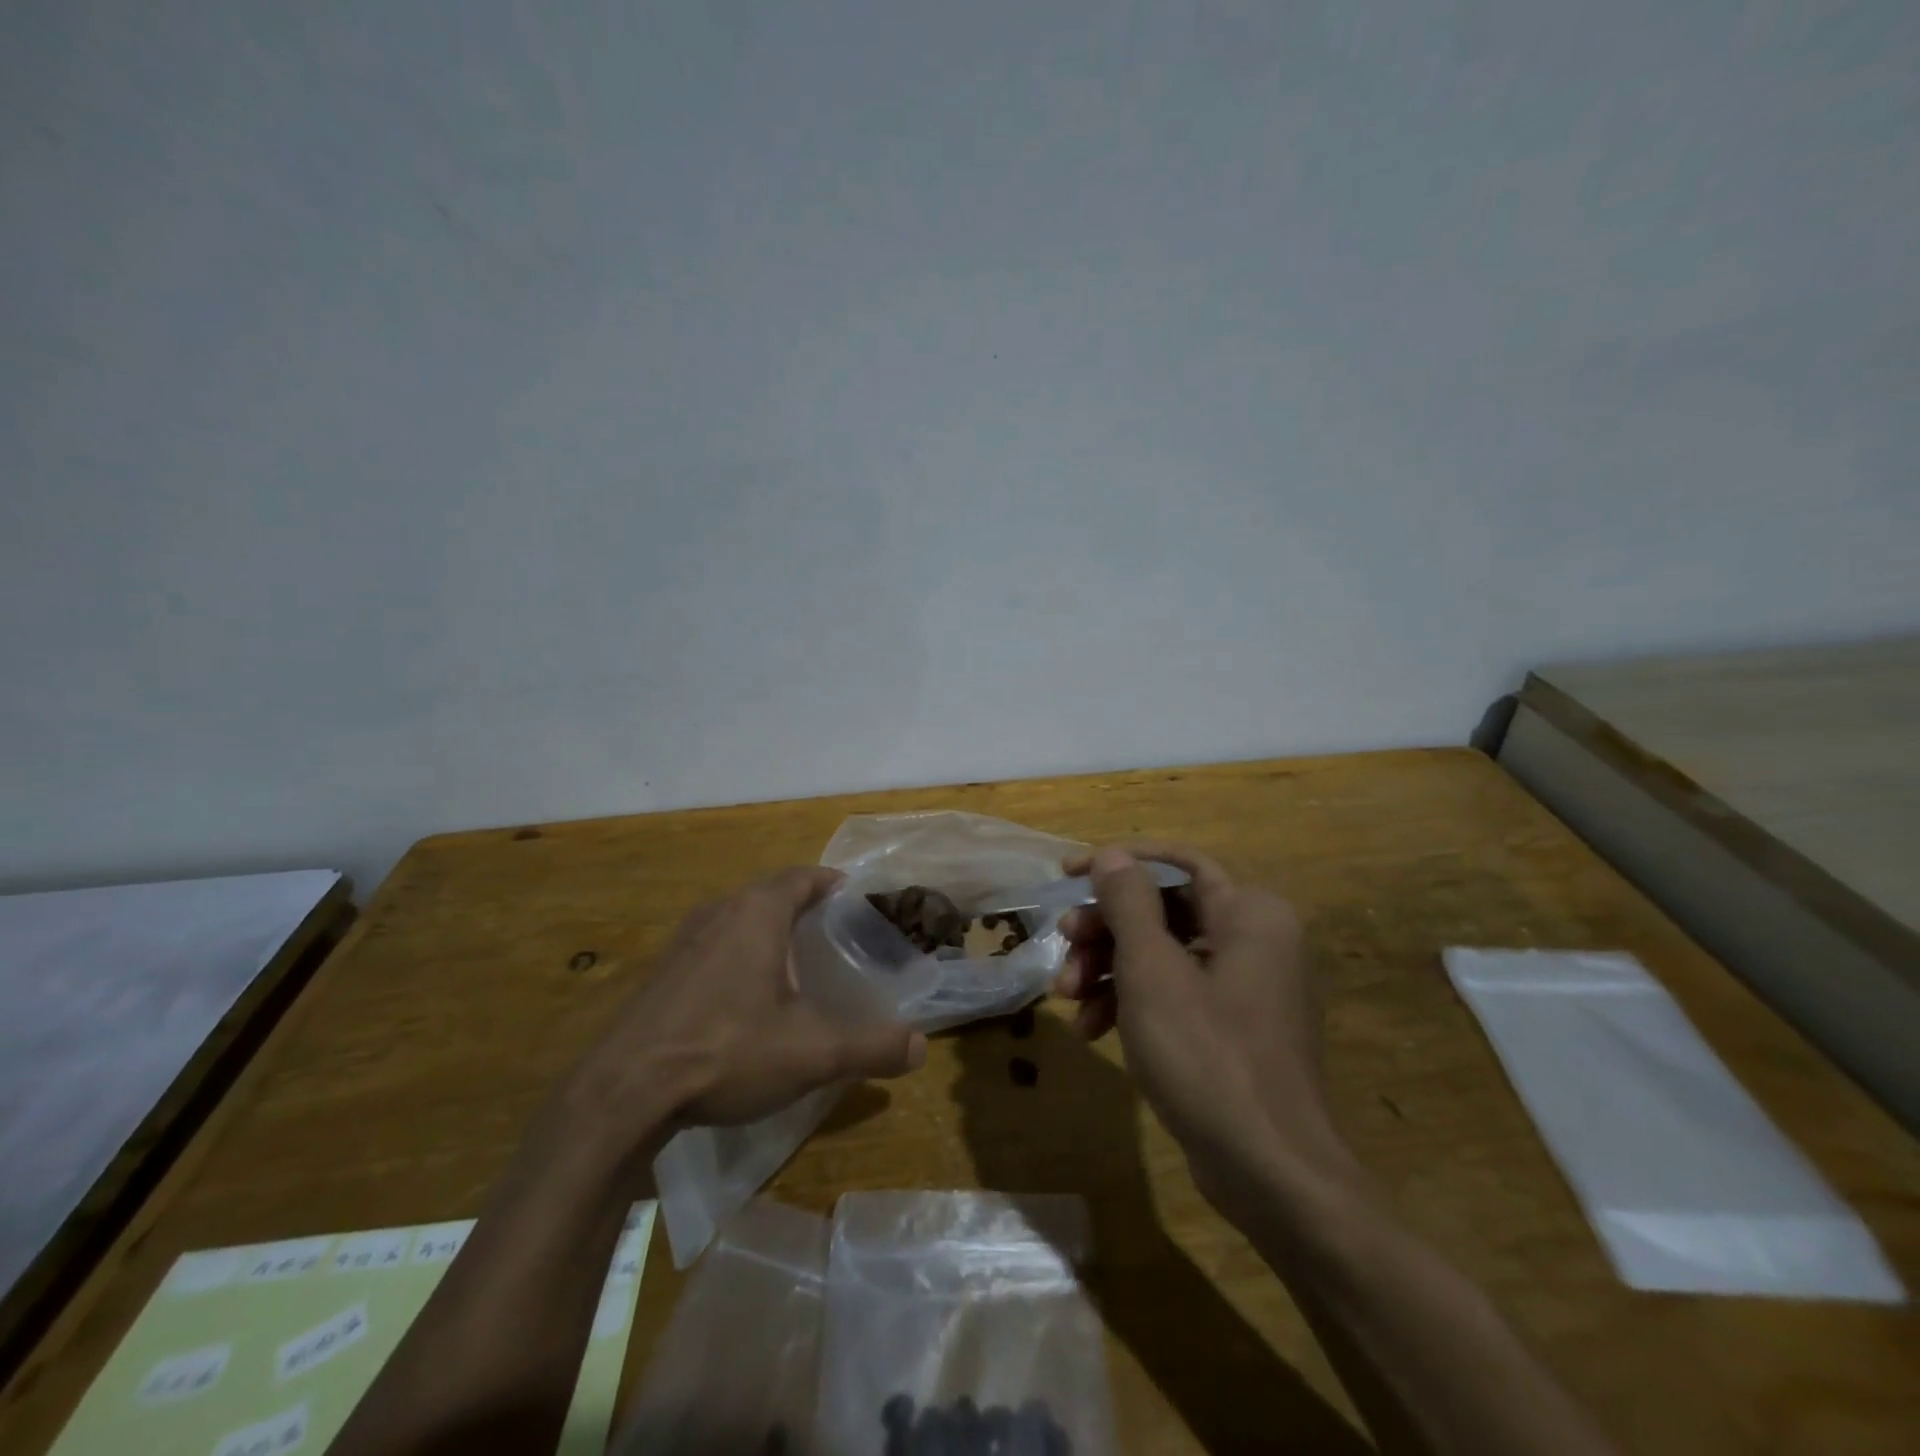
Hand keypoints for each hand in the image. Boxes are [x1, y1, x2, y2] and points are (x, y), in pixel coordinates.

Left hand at [555, 867, 926, 1166]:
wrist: (621, 1092)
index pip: (801, 876)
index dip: (829, 882)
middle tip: (831, 934)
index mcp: (757, 913)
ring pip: (736, 919)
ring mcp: (682, 942)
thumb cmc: (726, 1050)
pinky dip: (736, 956)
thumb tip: (919, 1048)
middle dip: (801, 906)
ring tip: (793, 963)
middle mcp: (718, 912)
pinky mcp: (660, 973)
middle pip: (768, 893)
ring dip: (765, 930)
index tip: (853, 898)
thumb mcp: (811, 1052)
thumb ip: (870, 1046)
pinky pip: (711, 946)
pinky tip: (743, 999)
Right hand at [1053, 842, 1348, 1207]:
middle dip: (1107, 928)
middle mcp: (1256, 940)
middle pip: (1165, 911)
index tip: (1068, 875)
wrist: (1272, 1174)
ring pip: (1164, 955)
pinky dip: (1134, 1003)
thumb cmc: (1207, 1056)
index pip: (1177, 863)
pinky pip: (1177, 995)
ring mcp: (1247, 988)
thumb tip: (1114, 857)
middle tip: (1063, 943)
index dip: (1118, 863)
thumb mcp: (1152, 970)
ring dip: (1110, 969)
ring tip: (1067, 996)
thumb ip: (1129, 903)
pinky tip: (1092, 1029)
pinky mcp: (1234, 1030)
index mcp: (1250, 913)